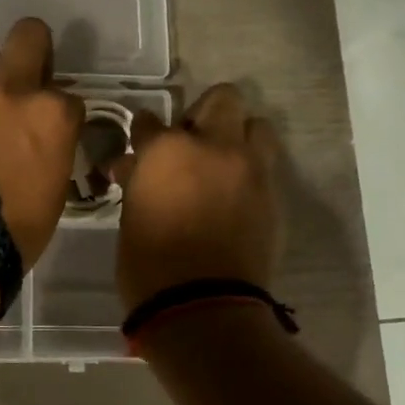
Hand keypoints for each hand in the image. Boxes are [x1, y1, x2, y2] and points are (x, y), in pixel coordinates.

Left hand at [0, 18, 83, 268]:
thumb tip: (44, 135)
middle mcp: (11, 85)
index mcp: (52, 113)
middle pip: (30, 33)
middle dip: (31, 50)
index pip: (69, 95)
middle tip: (19, 78)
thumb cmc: (13, 226)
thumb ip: (54, 146)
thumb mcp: (55, 188)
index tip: (48, 130)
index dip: (58, 112)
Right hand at [113, 83, 283, 311]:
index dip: (144, 133)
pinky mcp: (273, 196)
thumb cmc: (149, 264)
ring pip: (257, 126)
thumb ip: (137, 182)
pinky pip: (265, 167)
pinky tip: (235, 195)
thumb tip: (132, 168)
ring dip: (238, 137)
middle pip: (222, 99)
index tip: (141, 145)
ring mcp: (250, 169)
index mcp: (168, 150)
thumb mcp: (131, 217)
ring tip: (222, 163)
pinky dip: (250, 172)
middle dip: (204, 113)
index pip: (150, 122)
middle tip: (190, 141)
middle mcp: (214, 147)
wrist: (202, 305)